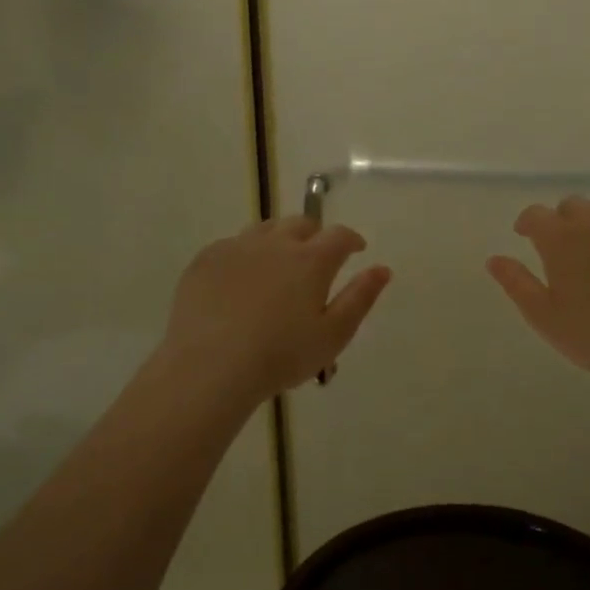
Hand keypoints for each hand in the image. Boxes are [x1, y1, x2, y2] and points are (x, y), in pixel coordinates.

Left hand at [161, 218, 390, 402]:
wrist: (210, 366)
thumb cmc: (281, 356)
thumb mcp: (333, 334)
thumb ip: (360, 298)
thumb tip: (382, 269)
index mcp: (311, 260)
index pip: (339, 236)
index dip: (352, 240)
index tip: (357, 249)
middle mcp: (275, 243)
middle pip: (301, 224)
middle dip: (315, 234)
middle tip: (318, 256)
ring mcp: (237, 247)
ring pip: (265, 229)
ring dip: (280, 238)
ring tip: (280, 262)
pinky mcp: (206, 260)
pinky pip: (232, 244)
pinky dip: (246, 253)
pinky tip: (242, 277)